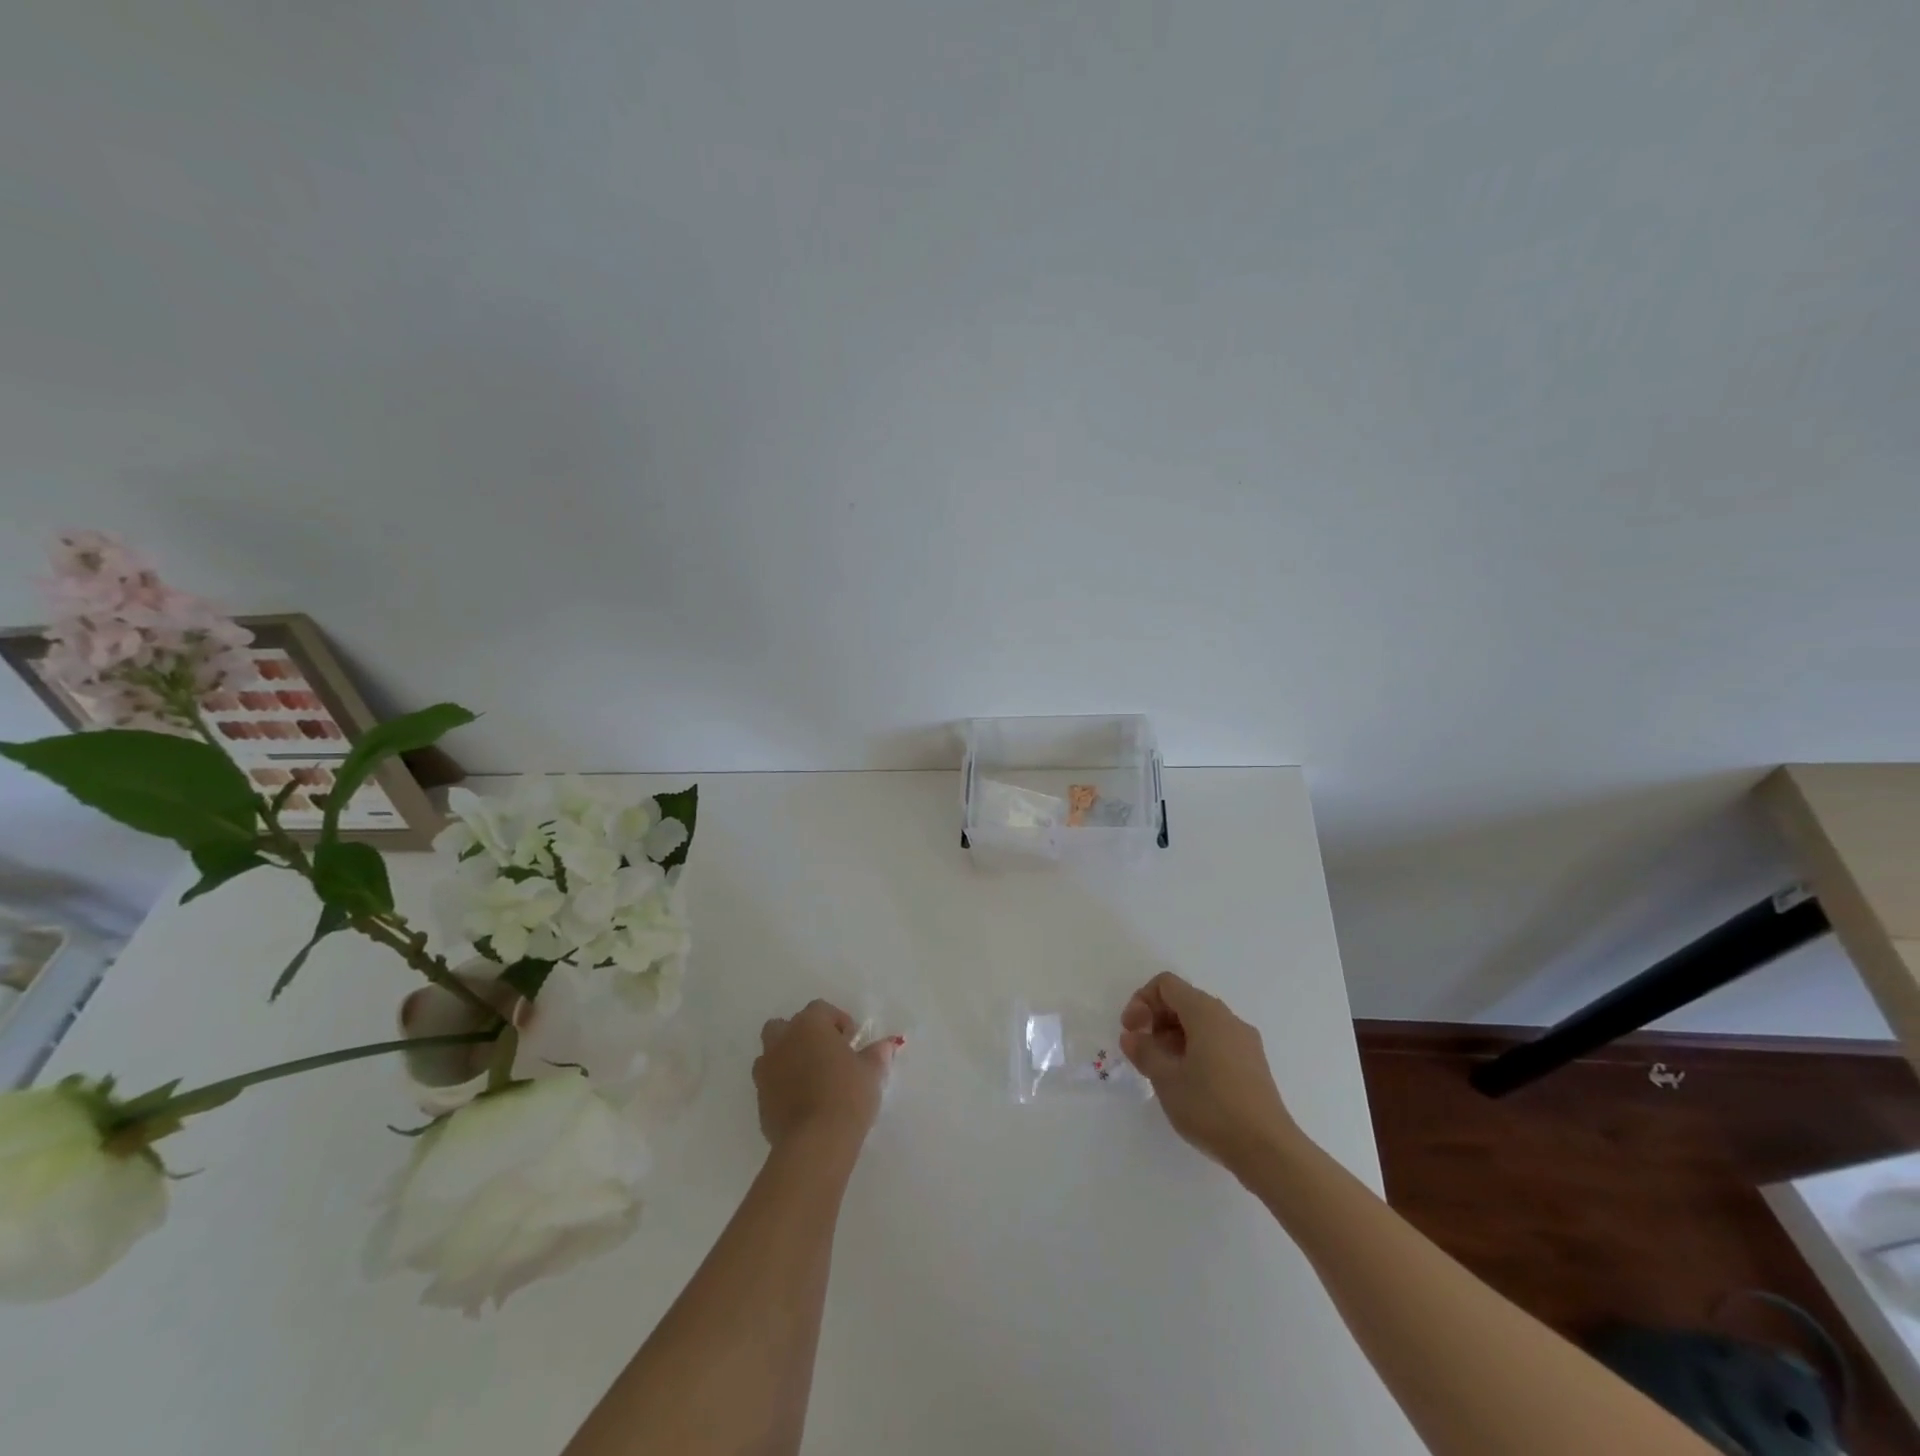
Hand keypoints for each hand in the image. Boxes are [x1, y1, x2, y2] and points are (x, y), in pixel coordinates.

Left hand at [753, 1000, 895, 1151]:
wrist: (815, 1143)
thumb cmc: (847, 1095)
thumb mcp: (871, 1072)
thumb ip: (877, 1054)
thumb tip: (886, 1045)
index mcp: (809, 1025)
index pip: (820, 1009)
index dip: (837, 1021)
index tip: (851, 1042)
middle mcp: (782, 1041)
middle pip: (786, 1026)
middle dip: (803, 1035)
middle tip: (826, 1055)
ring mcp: (766, 1071)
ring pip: (772, 1053)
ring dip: (788, 1059)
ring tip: (812, 1080)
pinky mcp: (759, 1100)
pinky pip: (770, 1083)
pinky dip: (782, 1086)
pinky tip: (802, 1103)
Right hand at [1120, 972, 1298, 1172]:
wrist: (1268, 1151)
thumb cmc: (1211, 1107)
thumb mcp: (1166, 1079)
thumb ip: (1144, 1051)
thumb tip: (1132, 1037)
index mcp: (1206, 1013)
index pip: (1167, 984)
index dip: (1142, 1001)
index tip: (1132, 1031)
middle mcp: (1228, 1018)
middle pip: (1184, 1000)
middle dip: (1156, 1019)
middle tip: (1142, 1050)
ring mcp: (1245, 1041)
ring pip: (1201, 1023)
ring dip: (1174, 1036)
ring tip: (1162, 1070)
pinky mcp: (1253, 1064)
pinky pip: (1217, 1041)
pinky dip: (1195, 1049)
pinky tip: (1188, 1082)